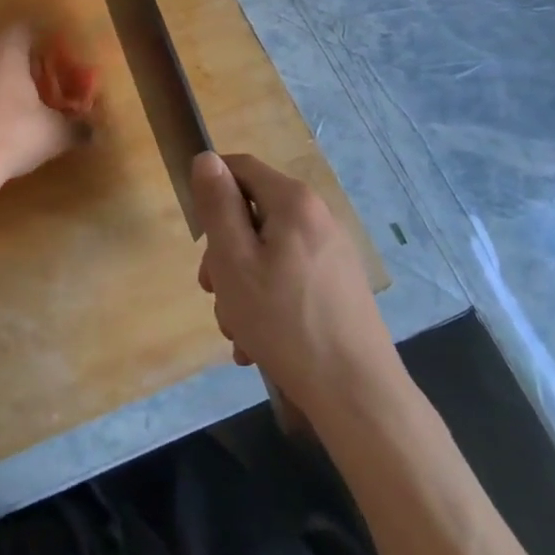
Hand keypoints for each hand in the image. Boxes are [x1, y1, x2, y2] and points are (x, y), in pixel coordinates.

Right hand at [193, 152, 400, 410]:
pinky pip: (287, 278)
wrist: (356, 395)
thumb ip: (217, 205)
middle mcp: (317, 218)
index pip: (240, 167)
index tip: (198, 235)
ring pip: (266, 252)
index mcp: (293, 201)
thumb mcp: (233, 259)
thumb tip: (206, 158)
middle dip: (224, 252)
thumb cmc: (284, 321)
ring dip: (241, 285)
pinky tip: (257, 343)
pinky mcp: (338, 286)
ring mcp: (331, 253)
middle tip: (213, 291)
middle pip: (252, 214)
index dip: (211, 191)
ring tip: (237, 329)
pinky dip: (266, 302)